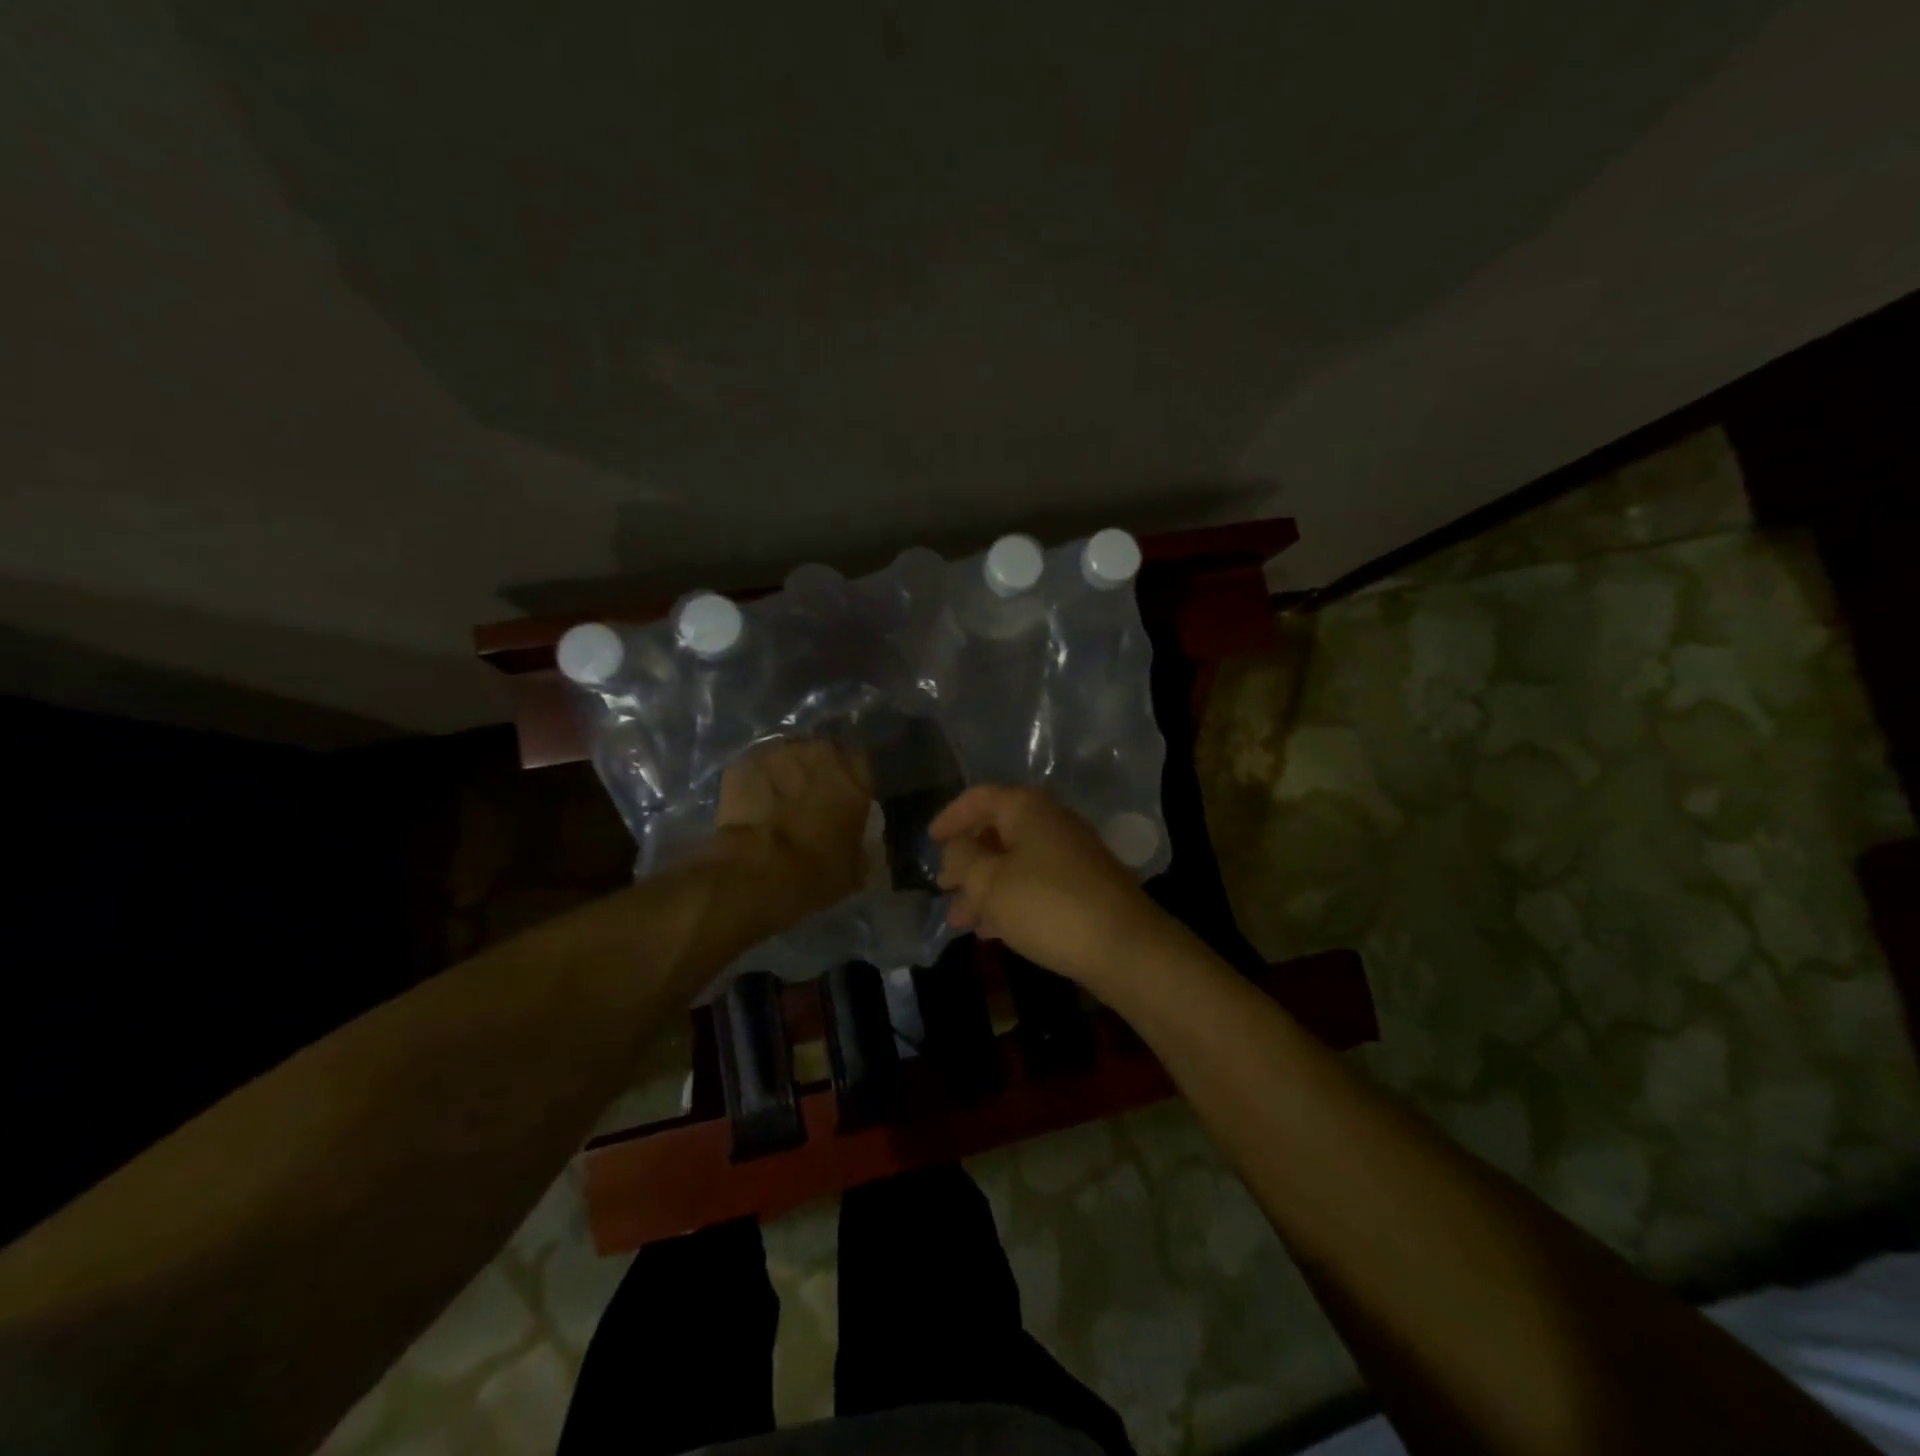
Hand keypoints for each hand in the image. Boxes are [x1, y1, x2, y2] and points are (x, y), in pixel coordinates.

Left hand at [709, 739, 873, 930]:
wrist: (757, 872)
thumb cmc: (816, 873)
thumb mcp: (854, 867)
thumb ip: (859, 845)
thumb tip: (856, 846)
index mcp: (854, 779)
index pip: (859, 761)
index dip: (850, 777)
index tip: (842, 795)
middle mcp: (819, 755)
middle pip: (821, 751)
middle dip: (815, 769)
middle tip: (806, 796)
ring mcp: (778, 755)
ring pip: (784, 755)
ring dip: (783, 772)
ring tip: (774, 799)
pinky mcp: (743, 764)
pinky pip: (753, 767)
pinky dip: (753, 781)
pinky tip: (748, 803)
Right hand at [930, 786, 1175, 989]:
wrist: (1124, 947)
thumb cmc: (1047, 905)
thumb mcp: (990, 882)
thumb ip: (963, 860)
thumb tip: (956, 849)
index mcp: (1027, 809)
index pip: (979, 798)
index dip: (951, 817)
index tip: (930, 840)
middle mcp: (1051, 823)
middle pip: (998, 832)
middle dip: (967, 862)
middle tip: (944, 888)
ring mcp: (1072, 856)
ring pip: (1016, 864)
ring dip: (985, 889)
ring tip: (961, 922)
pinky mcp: (1084, 887)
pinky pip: (1036, 886)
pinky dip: (1010, 902)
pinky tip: (993, 931)